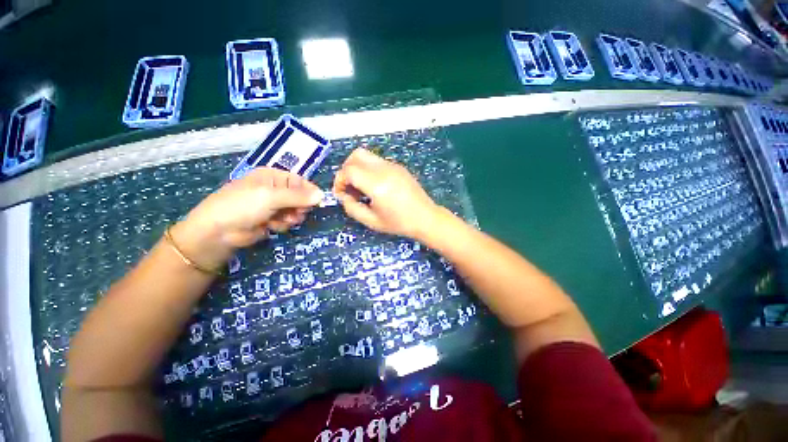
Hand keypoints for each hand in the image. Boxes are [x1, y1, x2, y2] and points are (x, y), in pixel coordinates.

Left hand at [173, 168, 322, 268]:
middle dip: (299, 207)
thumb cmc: (242, 206)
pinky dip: (283, 224)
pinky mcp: (272, 220)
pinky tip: (273, 226)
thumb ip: (298, 196)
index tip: (317, 202)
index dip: (309, 192)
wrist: (218, 232)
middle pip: (300, 197)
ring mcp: (273, 205)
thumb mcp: (271, 197)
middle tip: (295, 213)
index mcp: (273, 176)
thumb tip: (322, 195)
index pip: (300, 181)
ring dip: (292, 217)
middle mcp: (275, 189)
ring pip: (296, 210)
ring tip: (281, 220)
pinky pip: (288, 221)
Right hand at [333, 148, 439, 239]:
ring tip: (361, 187)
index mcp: (377, 184)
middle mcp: (384, 169)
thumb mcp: (372, 221)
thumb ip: (352, 208)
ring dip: (357, 168)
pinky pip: (377, 161)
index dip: (339, 181)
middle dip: (346, 170)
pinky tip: (374, 186)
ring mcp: (393, 165)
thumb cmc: (399, 223)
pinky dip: (369, 169)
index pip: (349, 170)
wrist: (425, 218)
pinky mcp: (399, 167)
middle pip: (356, 156)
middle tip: (349, 187)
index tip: (341, 194)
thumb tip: (344, 196)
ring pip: (366, 155)